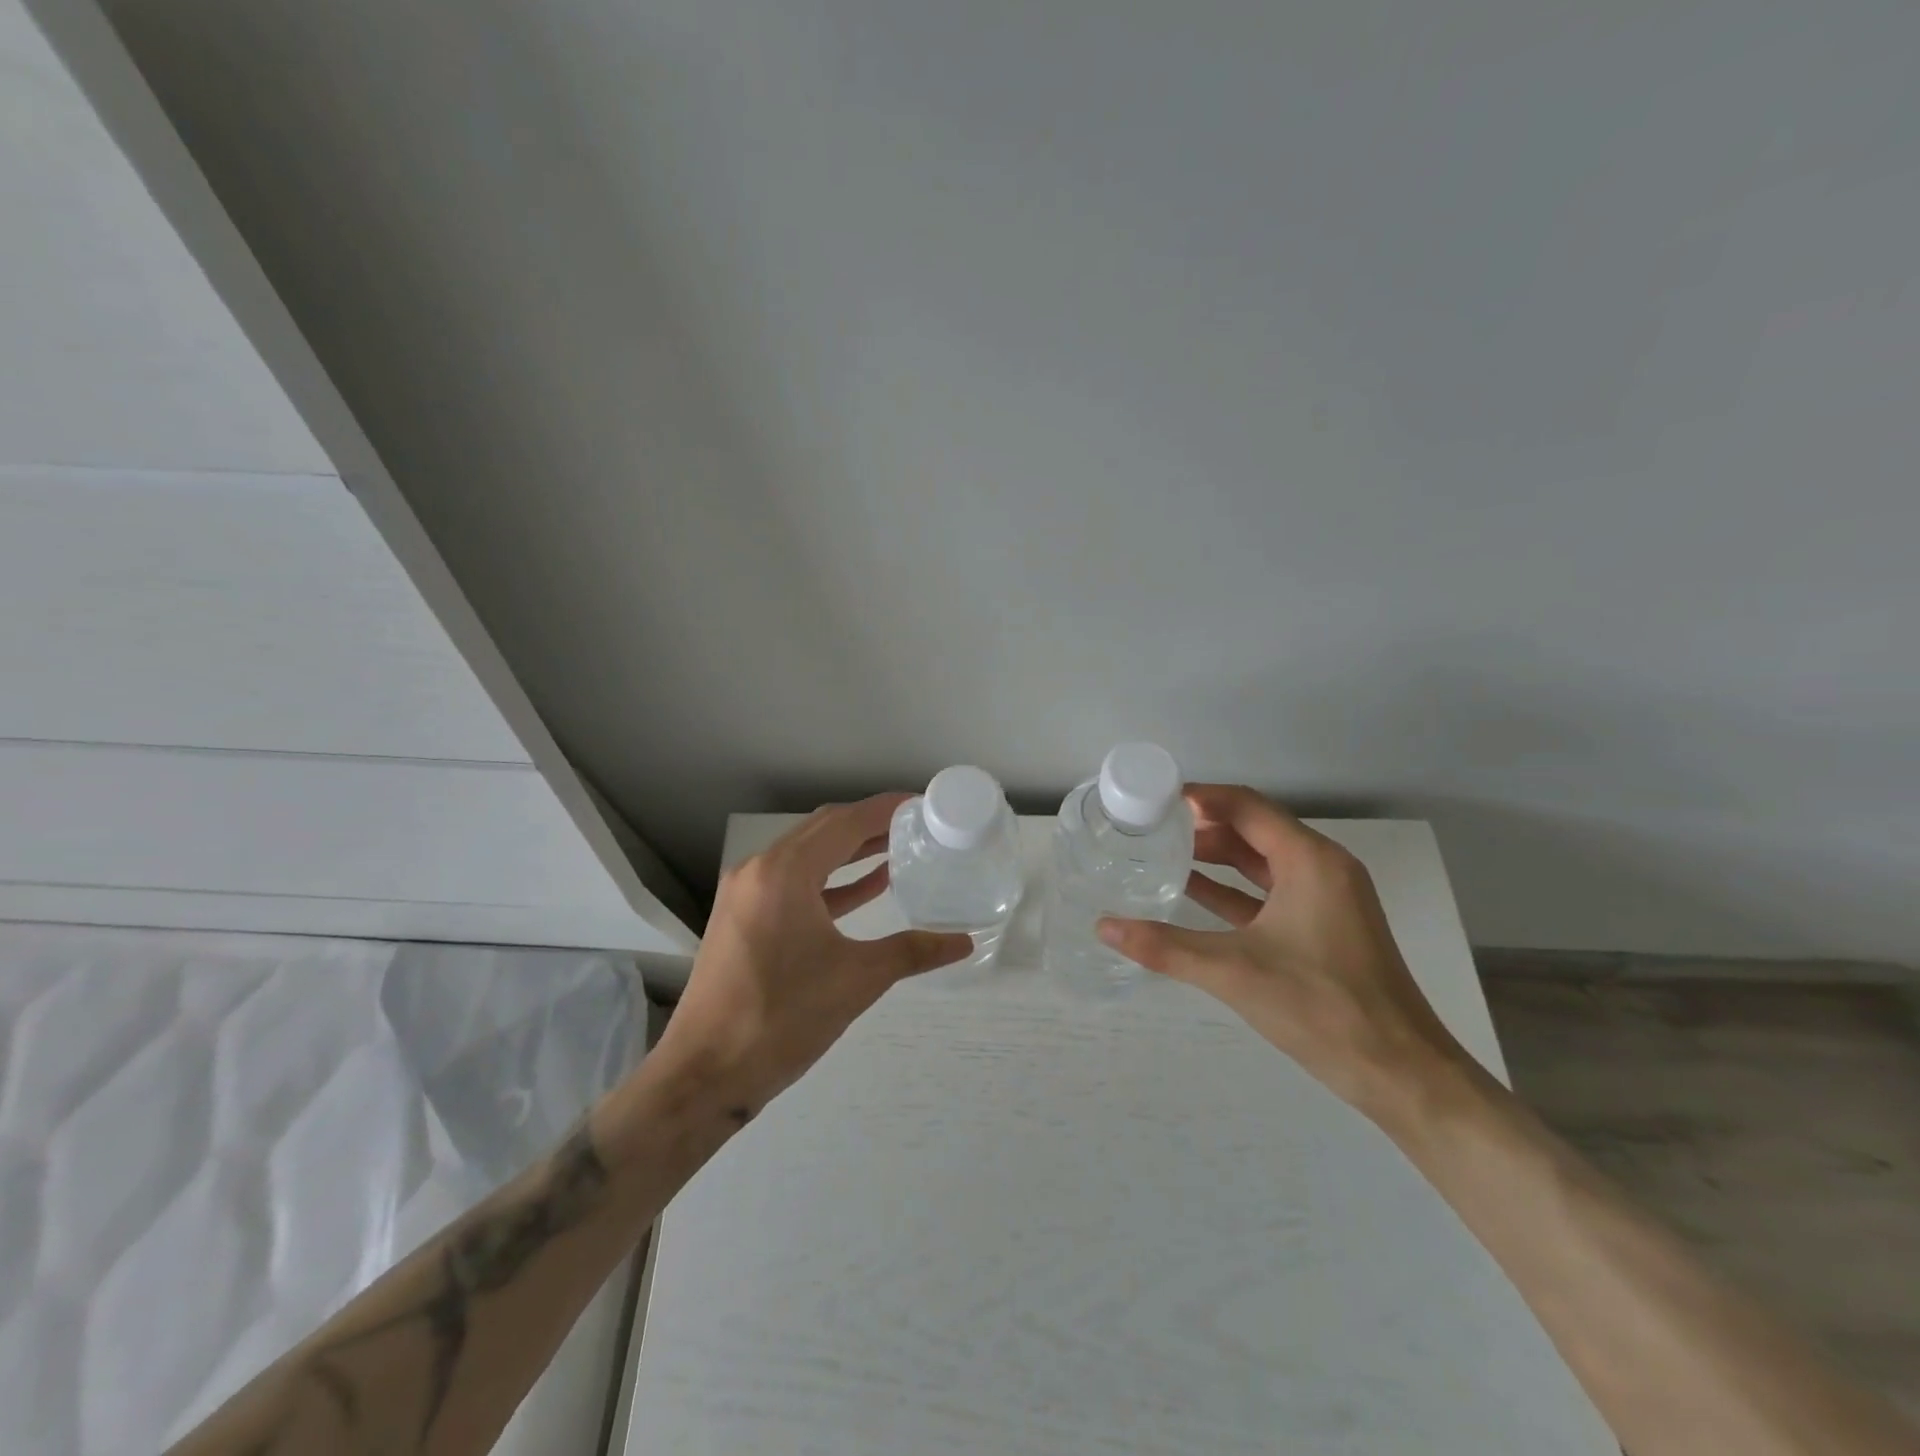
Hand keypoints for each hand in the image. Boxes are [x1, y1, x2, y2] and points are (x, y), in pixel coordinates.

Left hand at [651, 794, 972, 1117]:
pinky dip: (831, 880)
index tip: (922, 804)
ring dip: (850, 851)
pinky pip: (794, 883)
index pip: (845, 822)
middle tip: (916, 825)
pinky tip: (868, 887)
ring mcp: (747, 892)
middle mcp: (760, 869)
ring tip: (898, 848)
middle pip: (824, 829)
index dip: (886, 809)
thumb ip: (912, 952)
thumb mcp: (856, 980)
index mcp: (784, 872)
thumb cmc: (781, 1018)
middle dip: (870, 824)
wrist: (704, 1073)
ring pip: (808, 855)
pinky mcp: (744, 917)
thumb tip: (962, 942)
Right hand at [1097, 784, 1465, 1113]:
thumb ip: (1165, 946)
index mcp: (1310, 861)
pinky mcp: (1322, 928)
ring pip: (1260, 861)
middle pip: (1254, 828)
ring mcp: (1325, 899)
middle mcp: (1321, 868)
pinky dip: (1231, 888)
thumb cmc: (1323, 1007)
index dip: (1200, 798)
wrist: (1400, 1072)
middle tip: (1149, 826)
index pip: (1246, 806)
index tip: (1153, 799)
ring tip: (1161, 852)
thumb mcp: (1235, 972)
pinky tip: (1191, 891)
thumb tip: (1103, 927)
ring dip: (1215, 855)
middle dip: (1202, 825)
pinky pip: (1268, 892)